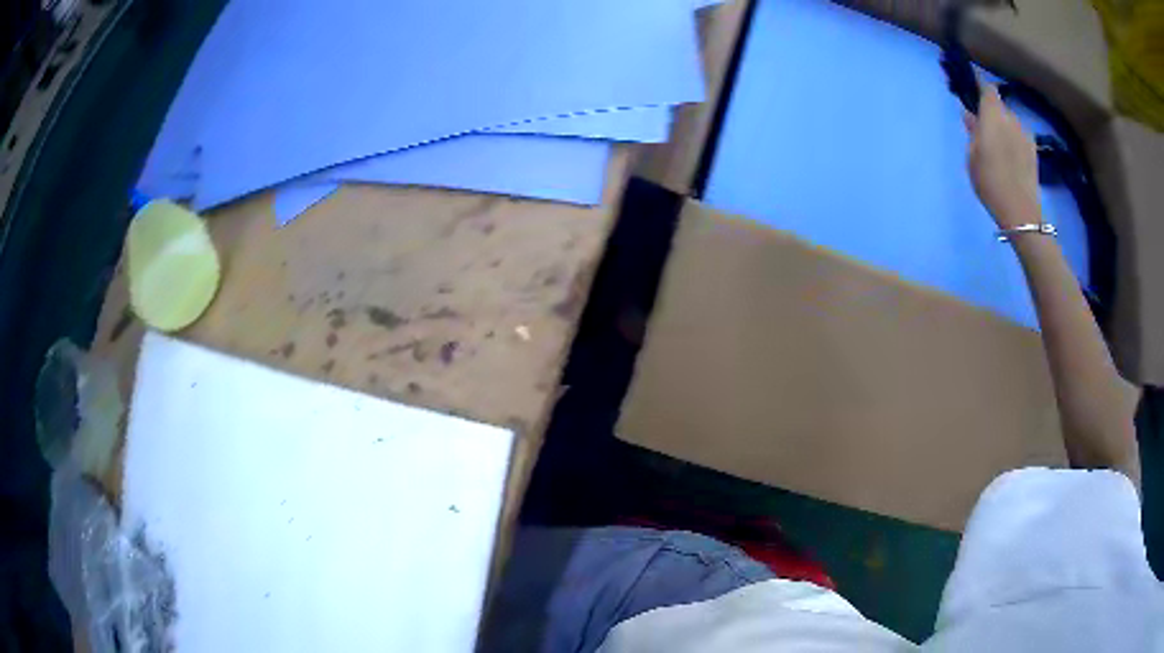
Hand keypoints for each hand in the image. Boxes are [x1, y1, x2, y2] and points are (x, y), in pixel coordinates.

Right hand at [964, 84, 1040, 229]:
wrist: (1020, 211)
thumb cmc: (990, 180)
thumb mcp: (972, 155)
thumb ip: (973, 132)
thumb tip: (971, 116)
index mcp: (993, 114)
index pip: (987, 89)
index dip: (979, 84)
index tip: (971, 84)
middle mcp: (1011, 118)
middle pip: (999, 107)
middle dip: (991, 112)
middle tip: (981, 126)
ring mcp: (1025, 135)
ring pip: (1010, 122)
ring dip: (1002, 128)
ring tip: (996, 146)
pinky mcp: (1033, 152)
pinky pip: (1019, 137)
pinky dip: (1012, 140)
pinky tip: (1008, 157)